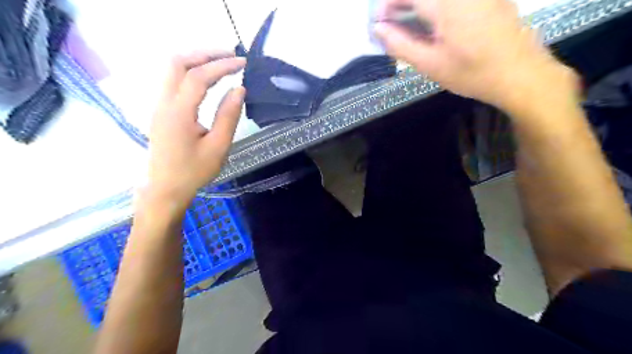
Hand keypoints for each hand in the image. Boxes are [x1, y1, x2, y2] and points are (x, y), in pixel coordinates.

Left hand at [146, 51, 245, 208]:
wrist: (166, 188)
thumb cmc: (194, 171)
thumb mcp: (218, 146)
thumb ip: (228, 116)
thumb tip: (239, 90)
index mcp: (179, 112)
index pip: (198, 77)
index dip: (221, 66)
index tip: (242, 63)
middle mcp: (163, 103)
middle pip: (177, 63)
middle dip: (205, 54)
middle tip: (229, 56)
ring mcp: (159, 105)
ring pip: (171, 69)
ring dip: (195, 60)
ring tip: (220, 62)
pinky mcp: (160, 111)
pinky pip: (172, 80)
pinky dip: (190, 71)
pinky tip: (206, 78)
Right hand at [374, 0, 575, 111]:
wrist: (521, 74)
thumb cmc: (471, 73)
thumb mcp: (430, 64)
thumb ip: (400, 45)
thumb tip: (377, 29)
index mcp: (446, 4)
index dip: (388, 4)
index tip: (380, 22)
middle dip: (403, 4)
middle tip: (394, 25)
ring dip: (420, 6)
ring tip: (413, 25)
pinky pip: (455, 1)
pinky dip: (438, 8)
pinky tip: (438, 25)